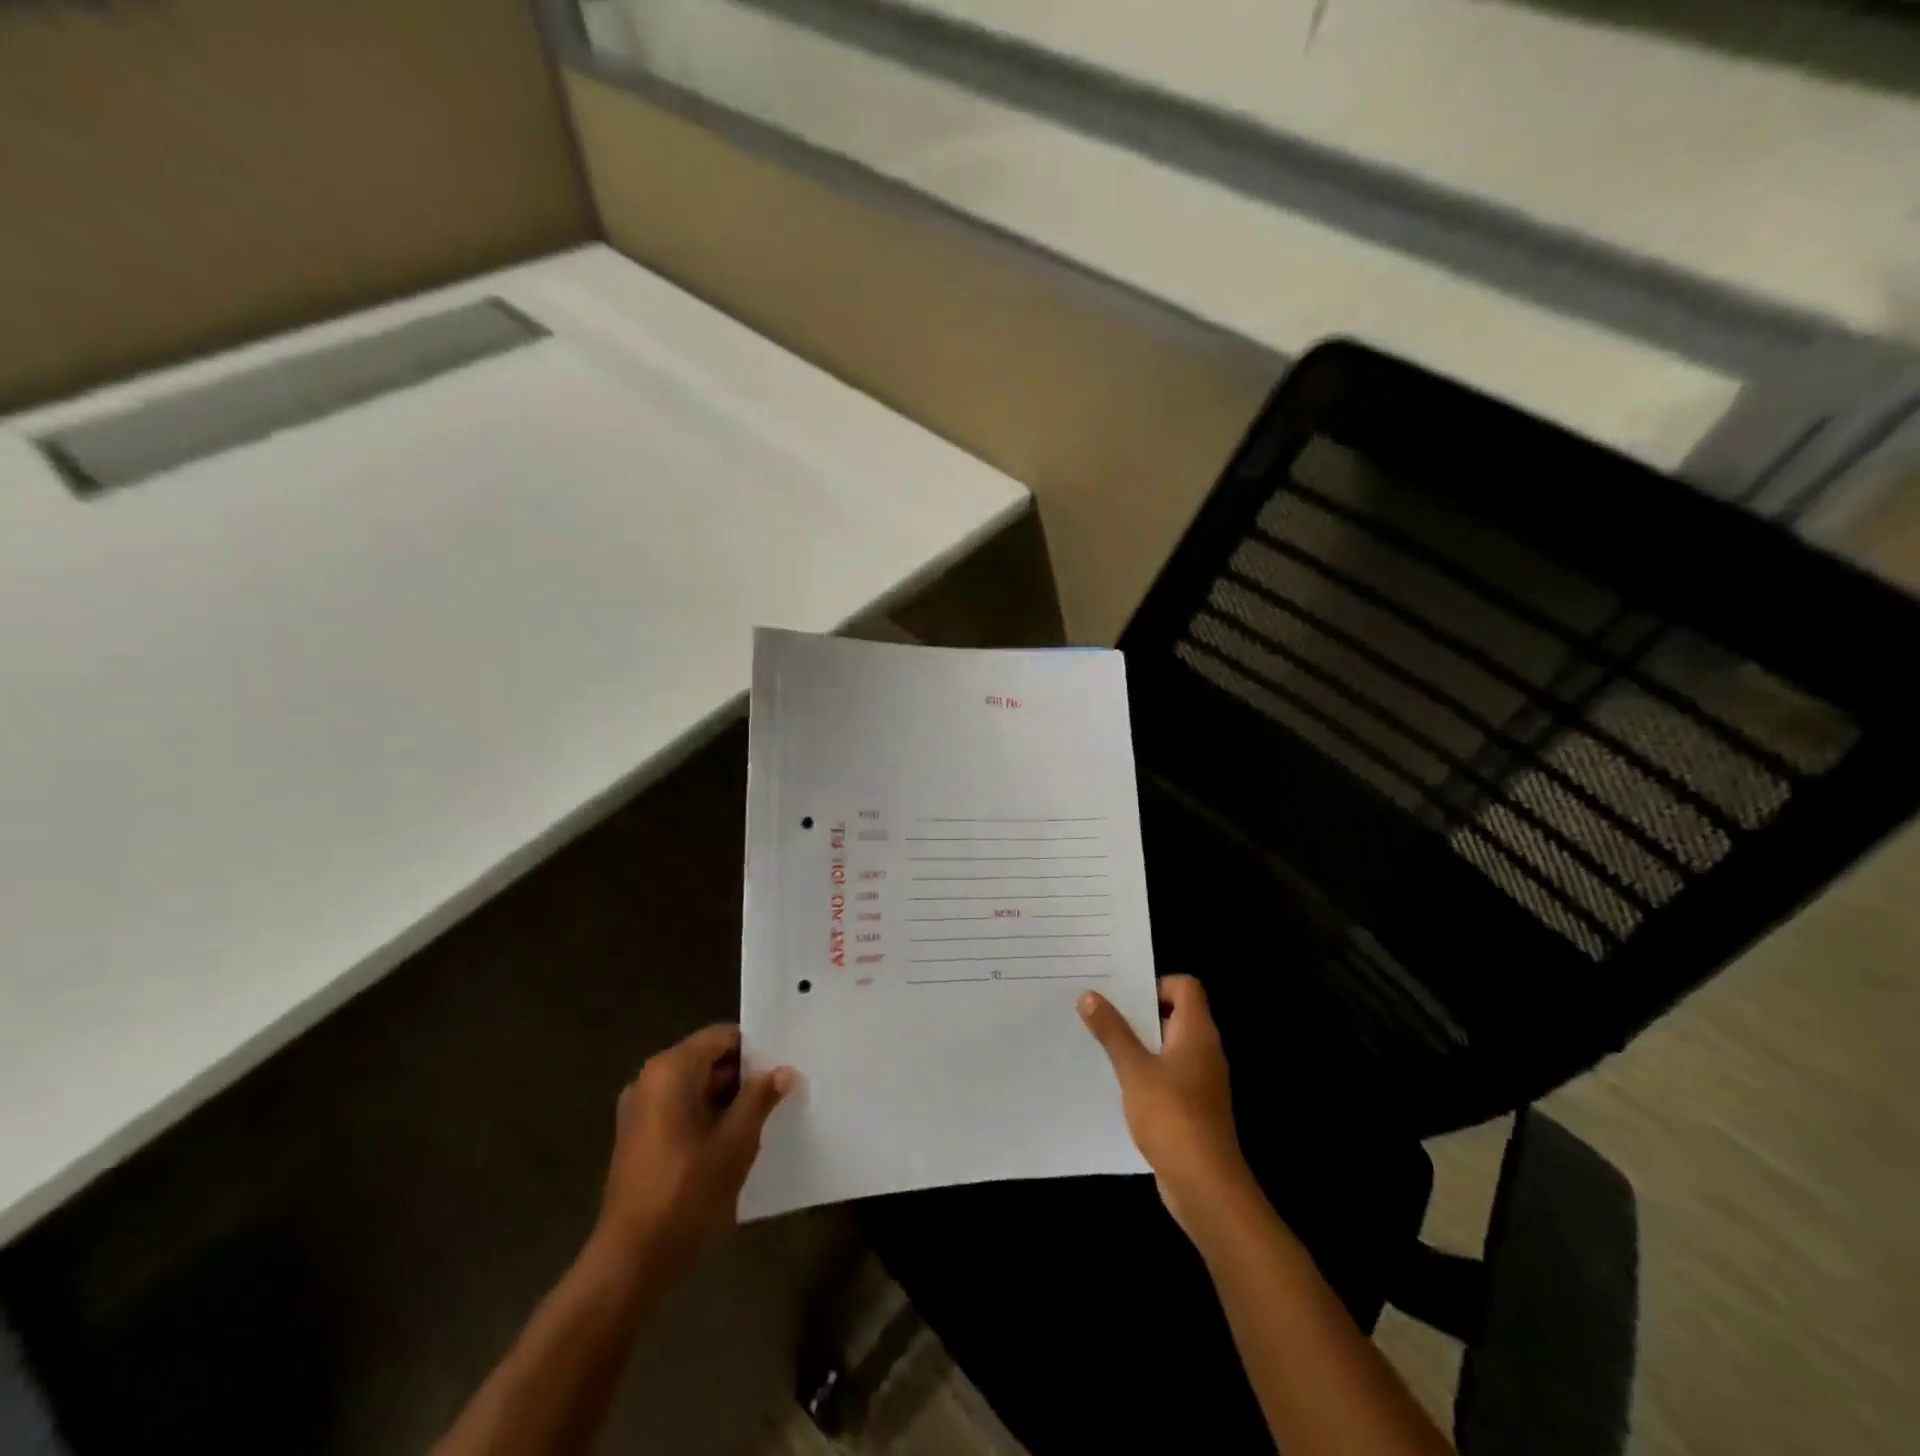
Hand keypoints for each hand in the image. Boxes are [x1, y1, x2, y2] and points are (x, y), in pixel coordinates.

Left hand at [591, 1025, 794, 1276]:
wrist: (629, 1264)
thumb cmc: (686, 1193)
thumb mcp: (735, 1142)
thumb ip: (760, 1098)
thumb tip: (784, 1071)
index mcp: (670, 1070)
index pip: (721, 1037)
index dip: (756, 1049)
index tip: (785, 1065)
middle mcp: (650, 1081)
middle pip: (708, 1060)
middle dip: (745, 1075)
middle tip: (783, 1091)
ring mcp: (640, 1111)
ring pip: (696, 1088)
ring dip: (729, 1099)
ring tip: (767, 1116)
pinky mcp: (639, 1140)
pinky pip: (681, 1111)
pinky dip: (708, 1117)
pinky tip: (736, 1142)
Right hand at [1079, 975, 1251, 1236]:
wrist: (1205, 1186)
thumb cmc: (1172, 1116)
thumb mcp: (1134, 1069)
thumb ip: (1112, 1031)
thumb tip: (1089, 995)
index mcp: (1197, 1032)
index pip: (1185, 987)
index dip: (1156, 984)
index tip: (1124, 998)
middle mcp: (1204, 1050)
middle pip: (1175, 1014)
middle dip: (1139, 1012)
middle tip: (1101, 1013)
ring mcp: (1201, 1081)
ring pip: (1168, 1046)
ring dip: (1139, 1044)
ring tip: (1101, 1045)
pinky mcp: (1193, 1107)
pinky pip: (1168, 1075)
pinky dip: (1146, 1072)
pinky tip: (1118, 1084)